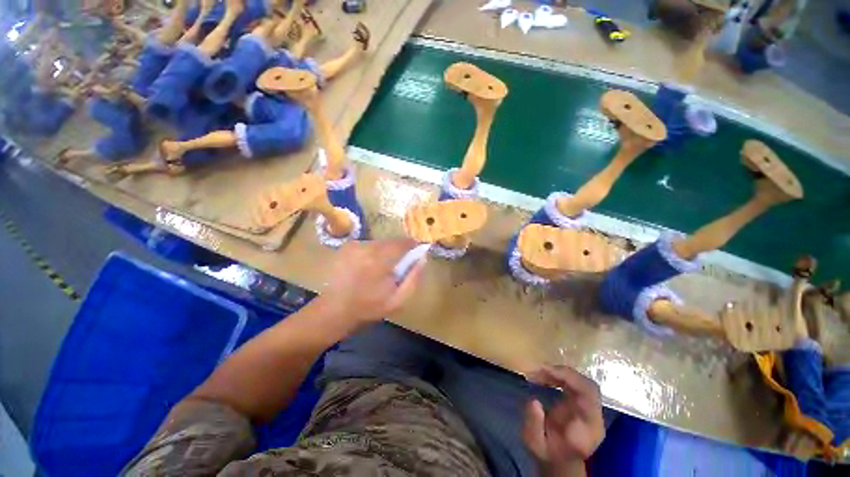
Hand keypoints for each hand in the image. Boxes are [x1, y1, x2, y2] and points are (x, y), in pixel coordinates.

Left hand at [318, 238, 424, 327]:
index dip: (413, 246)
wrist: (333, 311)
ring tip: (380, 270)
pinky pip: (368, 246)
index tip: (415, 255)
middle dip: (397, 251)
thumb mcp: (398, 300)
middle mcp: (367, 246)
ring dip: (384, 252)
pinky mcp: (346, 247)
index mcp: (380, 258)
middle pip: (391, 241)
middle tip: (396, 268)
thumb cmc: (368, 308)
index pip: (403, 242)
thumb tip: (423, 258)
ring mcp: (354, 245)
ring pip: (379, 243)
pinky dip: (372, 253)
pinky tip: (367, 268)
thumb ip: (413, 278)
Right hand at [522, 365, 604, 470]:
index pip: (588, 396)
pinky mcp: (584, 404)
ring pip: (582, 381)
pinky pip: (576, 383)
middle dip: (564, 373)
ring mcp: (591, 409)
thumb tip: (534, 401)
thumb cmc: (547, 453)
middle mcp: (594, 417)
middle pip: (588, 386)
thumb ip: (534, 425)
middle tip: (539, 370)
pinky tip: (544, 376)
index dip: (569, 378)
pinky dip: (559, 375)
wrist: (560, 461)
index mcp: (588, 429)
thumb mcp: (535, 445)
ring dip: (560, 373)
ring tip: (538, 373)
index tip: (545, 371)